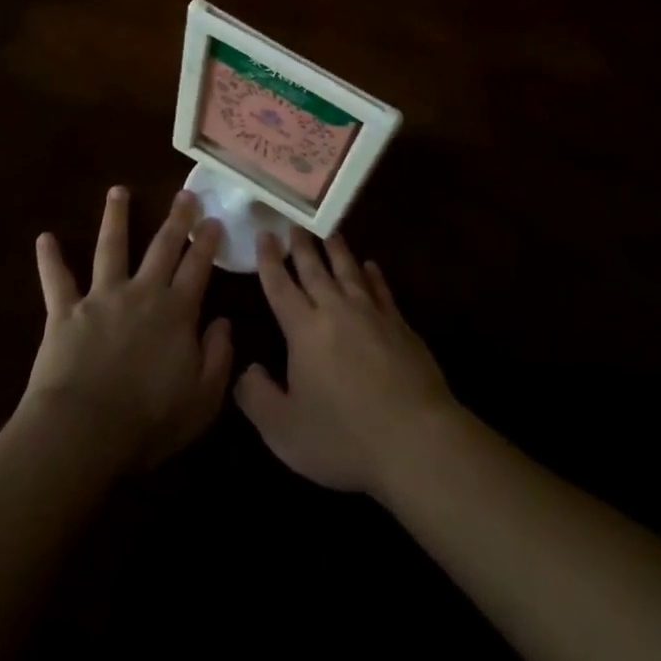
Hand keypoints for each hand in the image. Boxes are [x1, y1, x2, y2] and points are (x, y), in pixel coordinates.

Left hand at [22, 187, 232, 473]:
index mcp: (176, 312)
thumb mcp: (202, 400)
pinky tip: (44, 238)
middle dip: (176, 219)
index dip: (207, 242)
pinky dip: (50, 259)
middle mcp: (141, 293)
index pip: (197, 267)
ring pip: (111, 247)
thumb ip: (218, 357)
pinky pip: (57, 280)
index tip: (213, 219)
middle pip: (162, 247)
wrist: (83, 432)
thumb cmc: (148, 422)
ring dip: (115, 217)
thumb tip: (224, 322)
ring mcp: (101, 297)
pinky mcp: (65, 311)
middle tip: (184, 193)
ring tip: (118, 191)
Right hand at [236, 228, 457, 496]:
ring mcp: (371, 314)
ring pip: (349, 271)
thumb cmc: (343, 437)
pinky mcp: (400, 325)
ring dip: (337, 249)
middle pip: (315, 269)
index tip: (264, 234)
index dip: (269, 260)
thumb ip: (257, 398)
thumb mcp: (285, 430)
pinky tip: (370, 266)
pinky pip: (381, 290)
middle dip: (301, 245)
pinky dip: (373, 275)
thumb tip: (245, 369)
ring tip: (328, 231)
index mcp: (304, 330)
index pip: (280, 286)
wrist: (415, 439)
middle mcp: (336, 310)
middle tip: (294, 222)